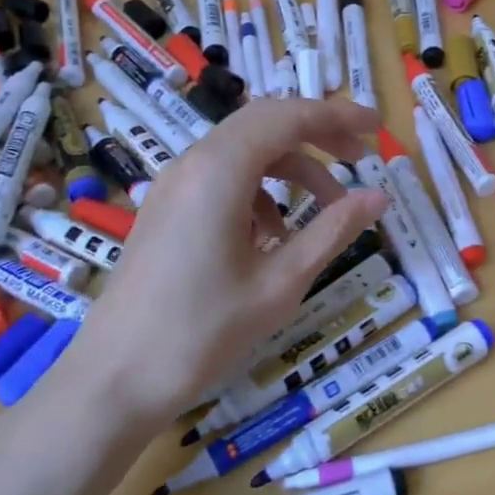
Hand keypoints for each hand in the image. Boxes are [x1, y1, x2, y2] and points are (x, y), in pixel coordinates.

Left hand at [56, 99, 388, 431]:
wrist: (116, 378)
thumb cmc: (204, 331)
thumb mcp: (281, 282)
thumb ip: (332, 231)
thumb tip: (377, 197)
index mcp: (220, 171)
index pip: (288, 118)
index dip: (337, 116)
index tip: (376, 128)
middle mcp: (193, 164)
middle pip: (265, 124)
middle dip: (317, 135)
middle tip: (360, 159)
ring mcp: (174, 186)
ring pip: (244, 152)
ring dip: (291, 169)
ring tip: (327, 210)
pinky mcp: (166, 210)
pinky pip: (222, 178)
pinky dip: (261, 191)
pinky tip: (276, 236)